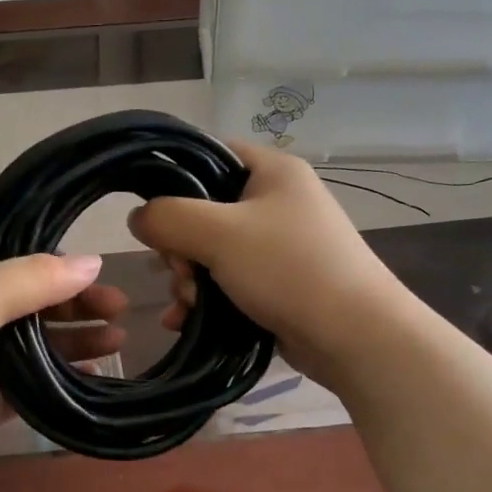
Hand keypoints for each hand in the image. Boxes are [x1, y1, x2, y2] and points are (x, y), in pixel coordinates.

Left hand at [0, 253, 125, 491]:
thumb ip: (31, 279)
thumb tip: (92, 260)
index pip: (16, 263)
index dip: (58, 266)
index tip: (101, 274)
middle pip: (30, 304)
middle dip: (75, 306)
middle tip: (120, 311)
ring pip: (33, 346)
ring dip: (73, 341)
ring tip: (117, 343)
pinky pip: (29, 388)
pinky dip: (59, 381)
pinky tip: (92, 377)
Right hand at [127, 140, 414, 389]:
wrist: (354, 336)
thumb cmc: (288, 269)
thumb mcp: (219, 234)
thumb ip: (168, 217)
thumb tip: (137, 217)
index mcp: (272, 171)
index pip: (209, 155)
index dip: (175, 180)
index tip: (156, 215)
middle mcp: (277, 201)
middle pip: (204, 210)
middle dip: (180, 247)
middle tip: (179, 272)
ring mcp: (279, 245)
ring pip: (212, 251)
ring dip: (189, 278)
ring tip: (187, 305)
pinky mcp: (278, 283)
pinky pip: (228, 281)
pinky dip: (205, 299)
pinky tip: (184, 321)